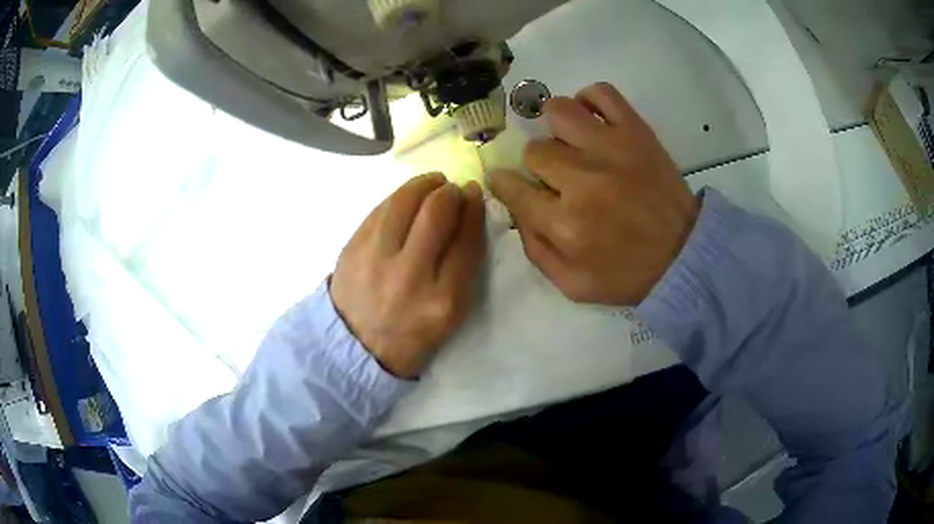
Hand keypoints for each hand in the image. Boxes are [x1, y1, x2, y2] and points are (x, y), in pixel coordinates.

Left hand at [331, 174, 485, 377]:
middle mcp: (409, 276)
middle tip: (452, 189)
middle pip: (436, 214)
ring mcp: (376, 260)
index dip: (473, 209)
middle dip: (449, 192)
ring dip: (423, 184)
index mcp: (443, 299)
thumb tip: (467, 212)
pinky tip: (407, 198)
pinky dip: (398, 197)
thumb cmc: (412, 331)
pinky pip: (380, 210)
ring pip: (403, 203)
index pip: (466, 240)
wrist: (356, 344)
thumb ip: (463, 266)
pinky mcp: (352, 249)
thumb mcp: (451, 312)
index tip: (474, 194)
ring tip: (432, 183)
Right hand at [490, 83, 698, 305]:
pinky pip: (601, 93)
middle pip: (535, 150)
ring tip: (570, 143)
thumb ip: (534, 249)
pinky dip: (589, 100)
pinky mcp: (636, 132)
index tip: (507, 181)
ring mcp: (611, 149)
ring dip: (556, 127)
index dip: (503, 182)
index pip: (513, 187)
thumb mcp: (572, 284)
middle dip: (539, 166)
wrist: (685, 256)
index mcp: (565, 224)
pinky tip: (592, 121)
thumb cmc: (628, 275)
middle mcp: (583, 180)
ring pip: (559, 112)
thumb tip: (516, 207)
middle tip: (558, 178)